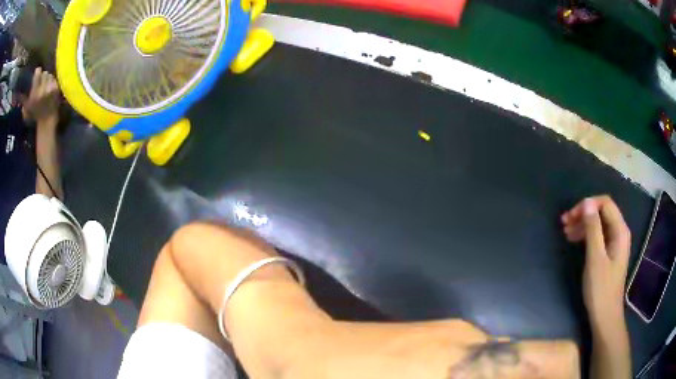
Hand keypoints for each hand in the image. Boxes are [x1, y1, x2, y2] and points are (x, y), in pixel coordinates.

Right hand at [22, 67, 59, 124]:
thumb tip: (18, 91)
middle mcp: (42, 89)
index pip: (38, 71)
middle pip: (44, 72)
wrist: (46, 121)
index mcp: (34, 93)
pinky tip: (49, 89)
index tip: (36, 77)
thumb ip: (23, 98)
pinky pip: (53, 78)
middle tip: (40, 84)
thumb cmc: (34, 114)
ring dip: (47, 79)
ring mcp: (49, 88)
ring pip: (49, 74)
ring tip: (44, 87)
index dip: (37, 72)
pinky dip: (51, 82)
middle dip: (42, 76)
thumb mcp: (26, 107)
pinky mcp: (56, 88)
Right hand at [561, 196, 630, 326]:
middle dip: (584, 214)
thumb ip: (593, 229)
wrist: (605, 315)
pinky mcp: (609, 252)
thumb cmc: (601, 288)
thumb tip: (586, 203)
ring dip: (583, 224)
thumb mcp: (595, 258)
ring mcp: (615, 242)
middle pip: (602, 211)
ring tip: (566, 232)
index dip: (588, 205)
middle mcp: (620, 232)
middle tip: (565, 223)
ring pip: (599, 223)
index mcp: (620, 230)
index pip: (605, 203)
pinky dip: (586, 234)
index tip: (571, 216)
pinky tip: (575, 240)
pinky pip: (598, 235)